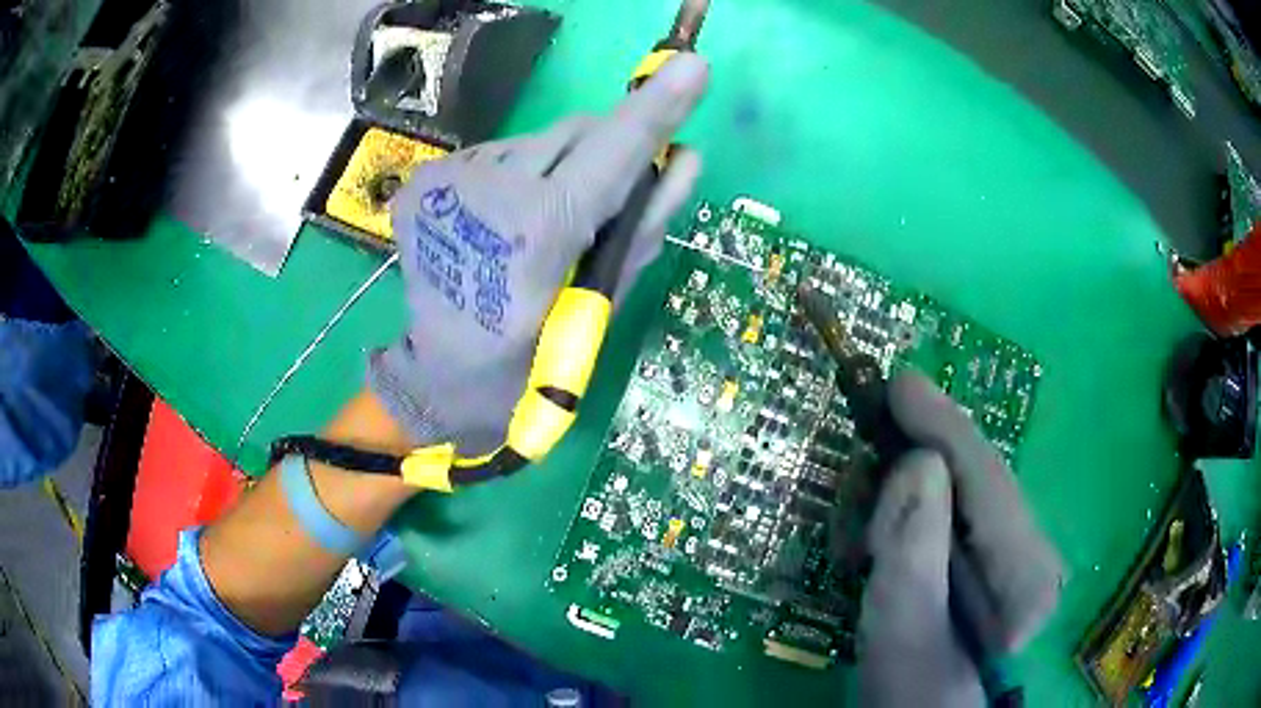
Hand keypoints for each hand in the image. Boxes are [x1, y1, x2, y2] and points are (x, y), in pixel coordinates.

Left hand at [369, 54, 709, 454]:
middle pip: (575, 132)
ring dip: (558, 167)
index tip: (693, 66)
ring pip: (536, 141)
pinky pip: (498, 155)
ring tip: (539, 224)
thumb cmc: (528, 363)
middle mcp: (485, 188)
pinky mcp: (425, 178)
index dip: (654, 110)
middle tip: (598, 204)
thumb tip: (682, 160)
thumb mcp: (597, 309)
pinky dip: (517, 176)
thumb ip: (641, 227)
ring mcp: (446, 179)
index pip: (610, 151)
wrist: (439, 377)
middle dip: (603, 153)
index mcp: (534, 233)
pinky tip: (502, 219)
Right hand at [858, 373, 1063, 706]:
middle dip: (912, 472)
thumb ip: (915, 553)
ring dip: (903, 499)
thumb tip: (920, 463)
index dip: (942, 427)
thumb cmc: (910, 688)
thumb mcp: (903, 630)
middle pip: (973, 478)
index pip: (987, 480)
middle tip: (858, 501)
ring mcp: (1012, 552)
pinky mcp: (989, 555)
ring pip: (957, 489)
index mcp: (1025, 574)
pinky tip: (879, 550)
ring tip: (861, 547)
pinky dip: (907, 516)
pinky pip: (949, 510)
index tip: (898, 383)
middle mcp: (1031, 551)